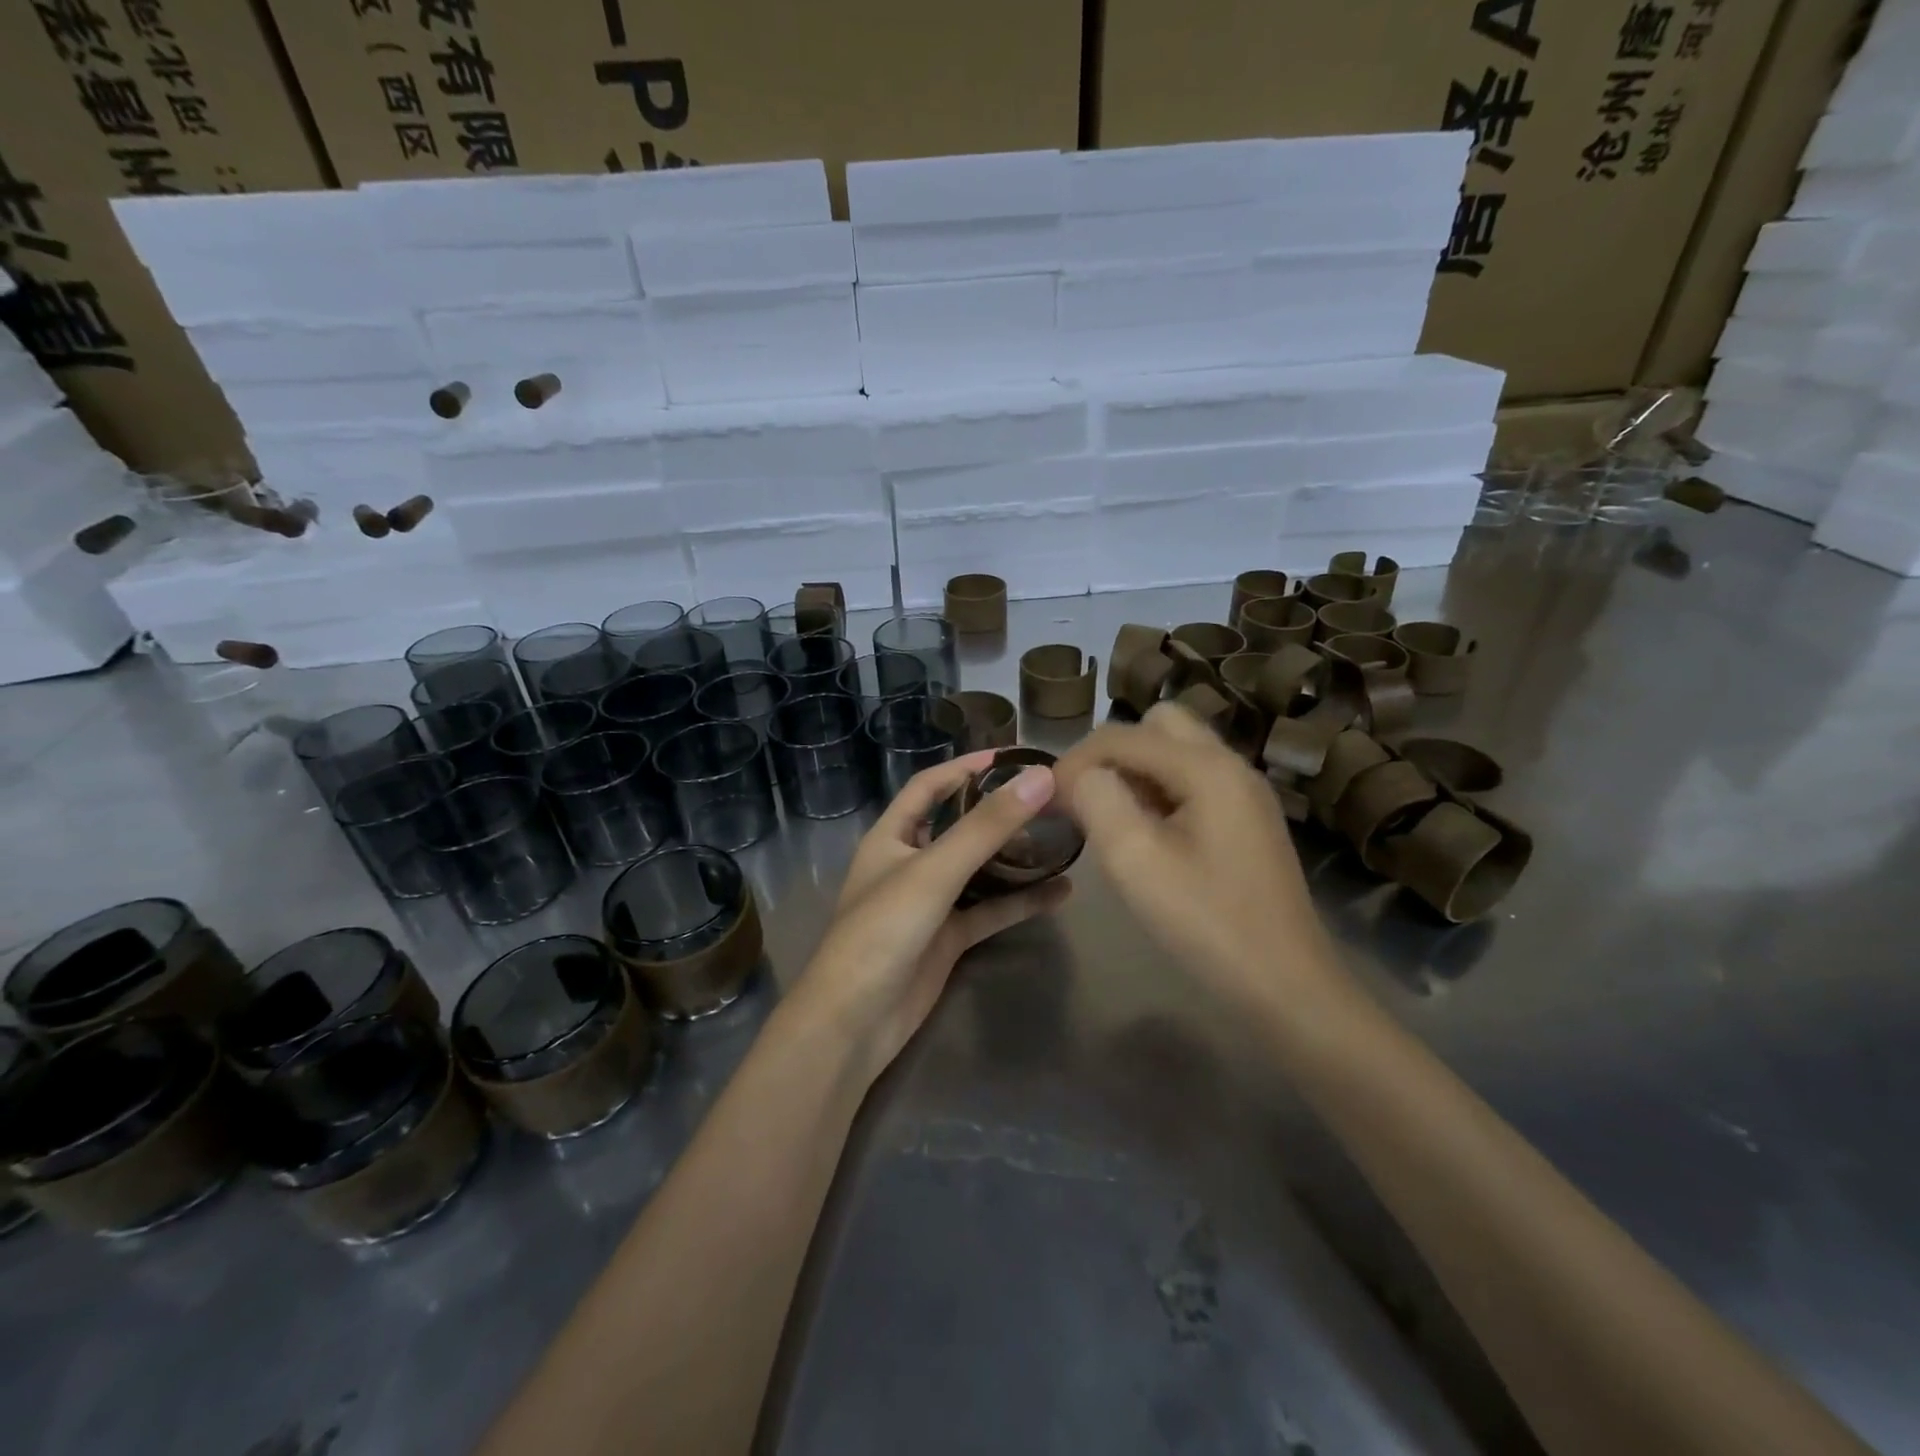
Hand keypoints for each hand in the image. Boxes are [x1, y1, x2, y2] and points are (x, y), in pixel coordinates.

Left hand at [790, 751, 1071, 1082]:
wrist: (855, 1022)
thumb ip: (986, 827)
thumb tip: (1040, 778)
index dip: (963, 767)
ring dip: (1014, 856)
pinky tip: (1060, 893)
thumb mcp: (934, 871)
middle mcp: (910, 863)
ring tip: (1061, 838)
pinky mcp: (948, 939)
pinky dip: (1021, 901)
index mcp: (891, 837)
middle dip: (997, 811)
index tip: (1009, 755)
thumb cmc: (883, 931)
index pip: (927, 787)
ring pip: (979, 869)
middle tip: (1046, 797)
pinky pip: (990, 911)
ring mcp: (930, 903)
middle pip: (958, 825)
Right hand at [1054, 704, 1341, 1015]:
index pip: (1123, 735)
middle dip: (1113, 753)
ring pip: (1178, 752)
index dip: (1076, 760)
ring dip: (1136, 772)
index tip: (1046, 799)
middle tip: (1086, 799)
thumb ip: (1098, 801)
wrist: (1287, 987)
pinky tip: (1146, 836)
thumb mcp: (1136, 861)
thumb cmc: (1208, 924)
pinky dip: (1160, 792)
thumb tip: (1080, 776)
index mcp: (1207, 768)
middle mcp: (1232, 766)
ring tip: (1109, 819)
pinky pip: (1194, 782)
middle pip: (1159, 725)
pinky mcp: (1248, 821)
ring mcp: (1245, 794)